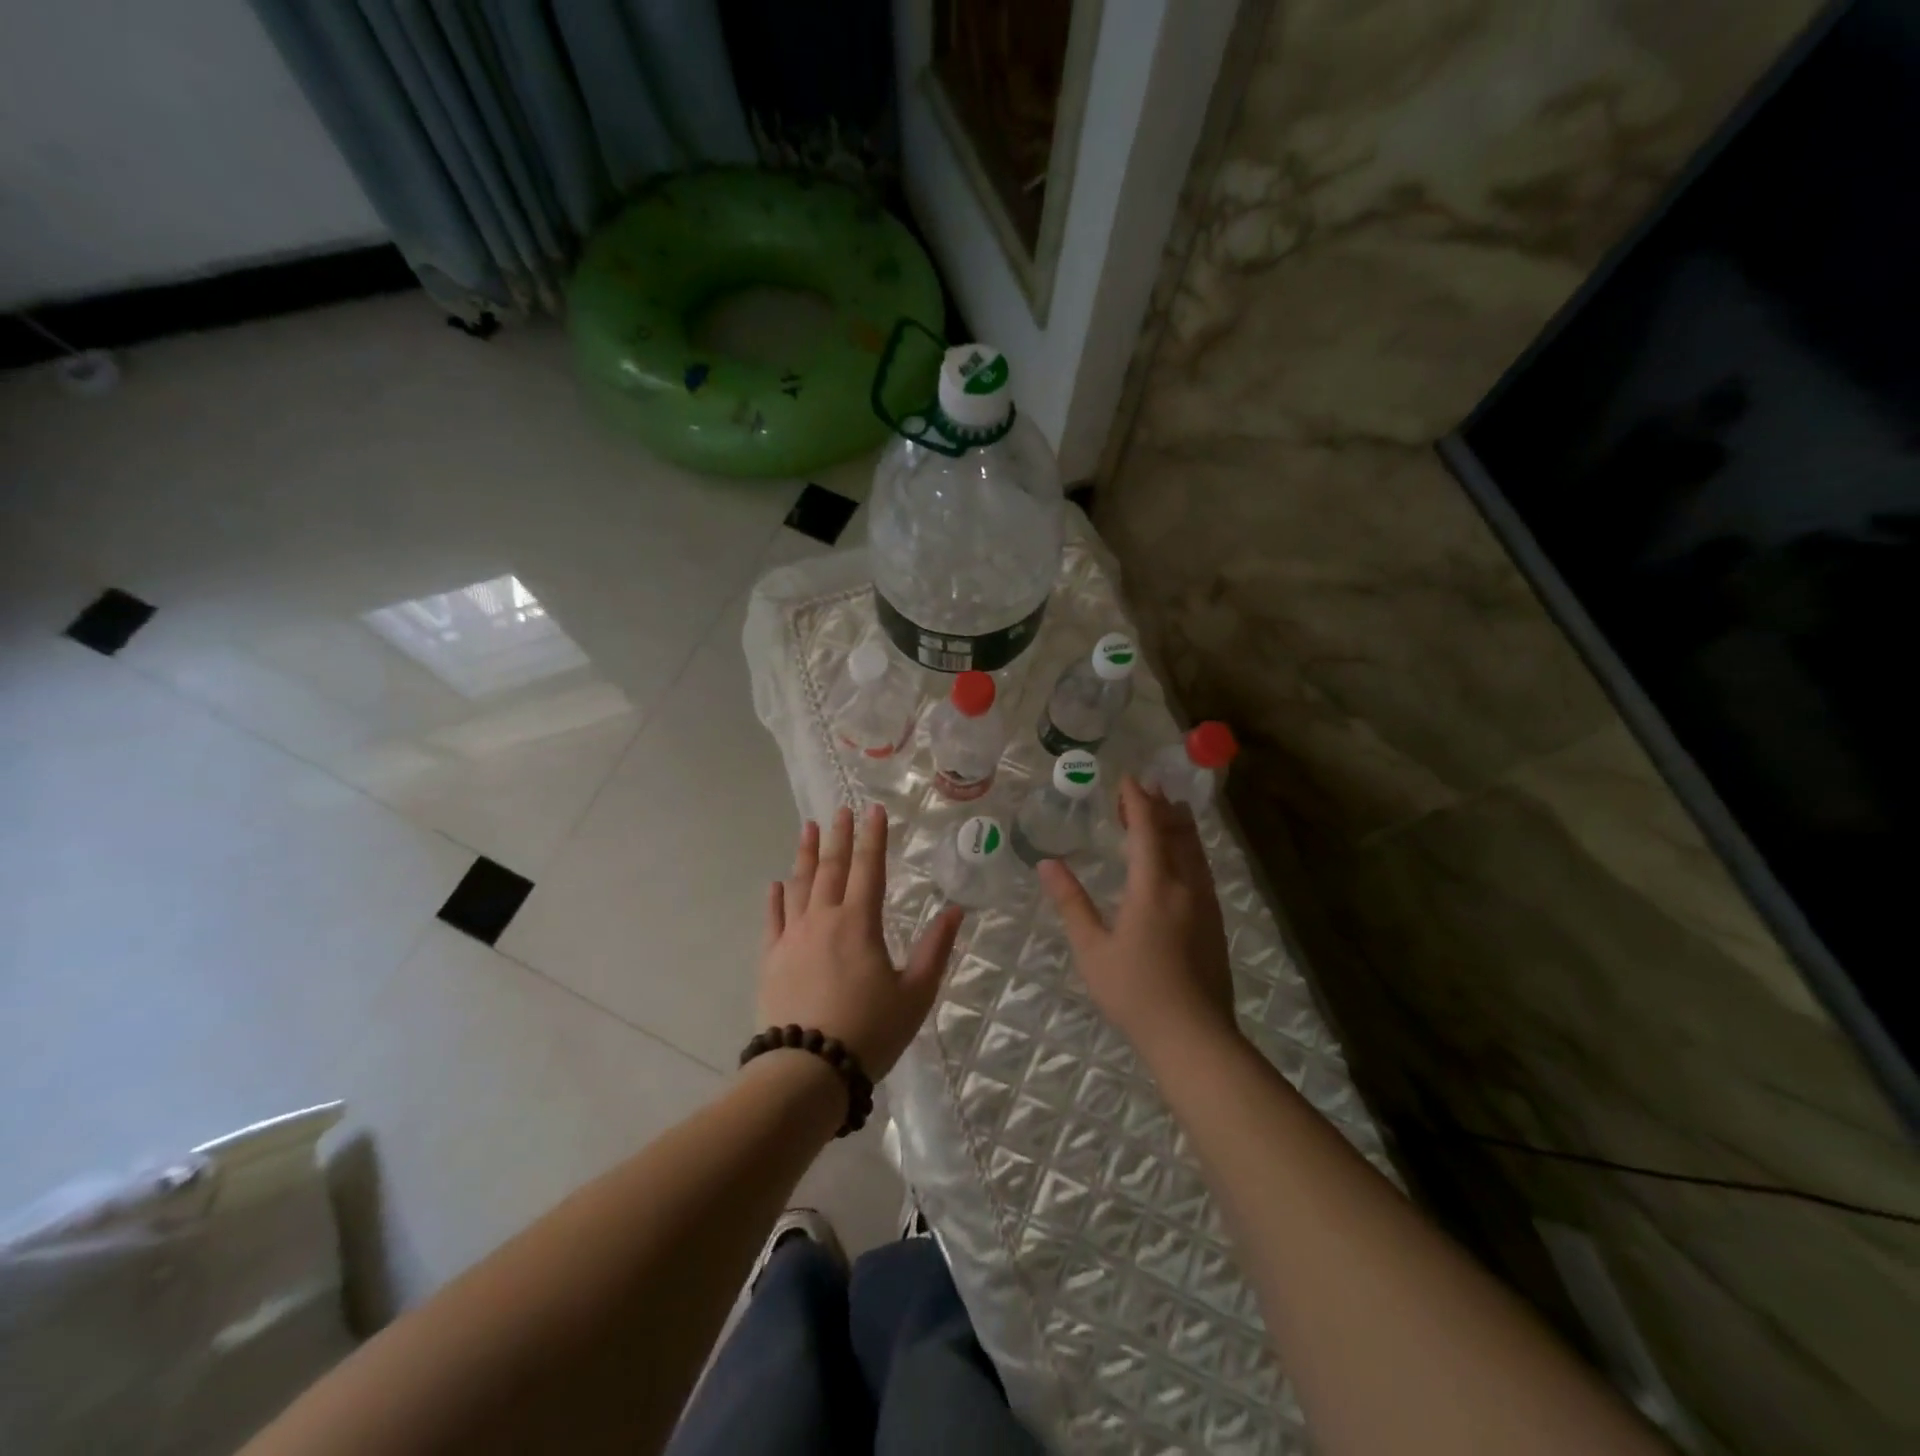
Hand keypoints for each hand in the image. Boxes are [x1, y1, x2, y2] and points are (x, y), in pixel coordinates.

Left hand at [758, 805, 964, 1078]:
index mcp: (860, 923)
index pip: (868, 868)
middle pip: (831, 868)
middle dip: (838, 836)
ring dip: (804, 854)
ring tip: (807, 828)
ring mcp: (793, 937)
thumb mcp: (915, 994)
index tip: (873, 810)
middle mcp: (824, 919)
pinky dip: (776, 897)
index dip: (872, 837)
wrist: (808, 1070)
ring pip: (799, 885)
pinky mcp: (772, 959)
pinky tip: (776, 883)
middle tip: (840, 810)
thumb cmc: (869, 1031)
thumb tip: (954, 910)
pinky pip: (773, 919)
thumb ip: (935, 949)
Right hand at [1040, 775, 1237, 1062]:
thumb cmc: (1135, 992)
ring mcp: (1206, 904)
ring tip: (1169, 809)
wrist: (1194, 1036)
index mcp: (1154, 887)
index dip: (1137, 801)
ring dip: (1179, 825)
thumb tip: (1047, 864)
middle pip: (1177, 833)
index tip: (1127, 780)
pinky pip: (1202, 869)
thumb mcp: (1092, 949)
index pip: (1147, 830)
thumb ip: (1071, 903)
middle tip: (1145, 789)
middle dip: (1161, 807)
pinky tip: (1183, 859)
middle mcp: (1186, 886)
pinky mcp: (1215, 923)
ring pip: (1195, 850)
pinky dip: (1190, 849)